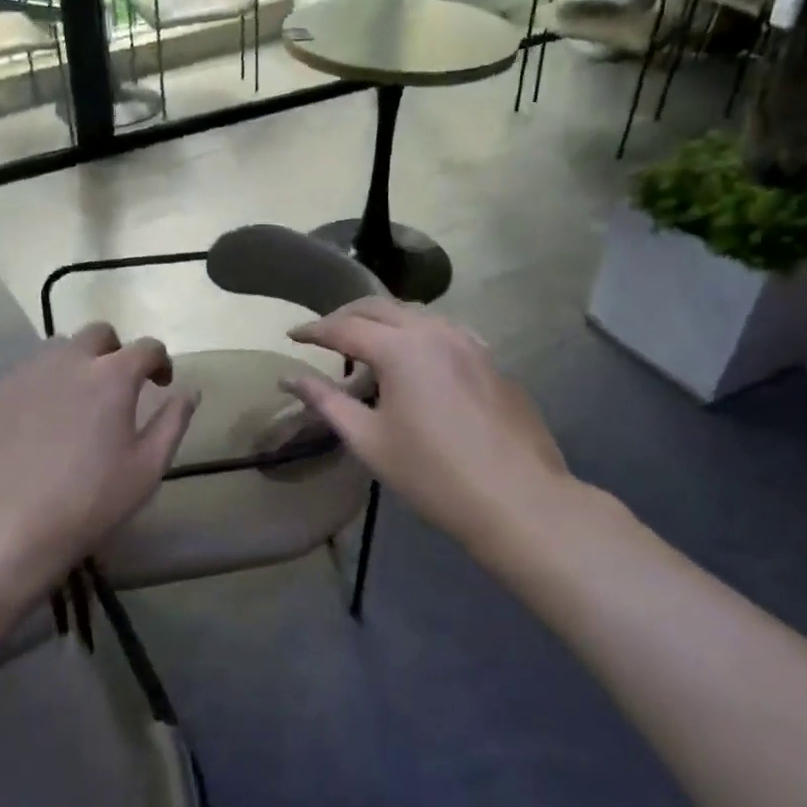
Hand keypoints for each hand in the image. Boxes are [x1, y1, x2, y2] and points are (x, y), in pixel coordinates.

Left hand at [0, 323, 198, 600]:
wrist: (2, 528)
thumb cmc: (88, 501)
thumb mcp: (147, 469)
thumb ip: (173, 422)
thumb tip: (190, 392)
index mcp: (112, 376)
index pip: (146, 347)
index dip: (160, 361)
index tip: (161, 383)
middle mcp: (68, 361)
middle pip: (98, 334)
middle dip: (115, 351)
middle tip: (118, 386)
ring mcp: (25, 374)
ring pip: (57, 349)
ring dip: (76, 363)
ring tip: (77, 400)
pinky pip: (25, 376)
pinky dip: (41, 387)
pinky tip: (38, 424)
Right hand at [281, 298, 581, 544]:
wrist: (517, 499)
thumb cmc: (433, 474)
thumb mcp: (369, 440)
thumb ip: (327, 402)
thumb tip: (289, 379)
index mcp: (400, 348)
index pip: (344, 327)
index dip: (314, 330)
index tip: (291, 335)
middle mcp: (434, 331)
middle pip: (379, 308)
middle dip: (345, 315)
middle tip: (322, 334)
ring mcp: (468, 342)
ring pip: (414, 314)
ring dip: (382, 320)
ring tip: (364, 343)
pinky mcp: (489, 359)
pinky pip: (443, 330)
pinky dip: (415, 333)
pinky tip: (414, 356)